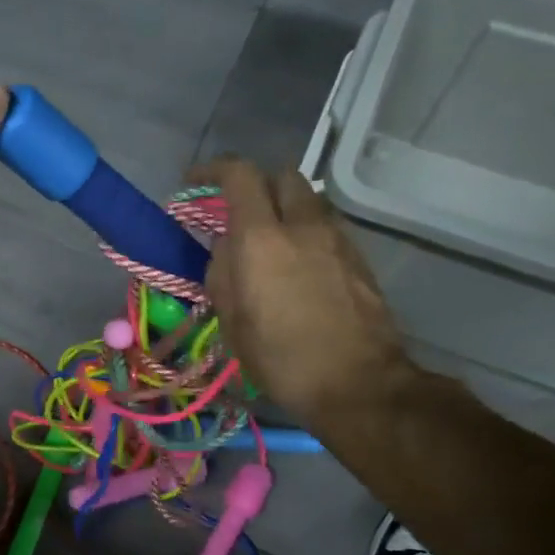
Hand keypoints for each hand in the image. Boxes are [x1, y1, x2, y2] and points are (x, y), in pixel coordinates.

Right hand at [196, 158, 420, 423]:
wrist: (359, 384)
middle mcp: (303, 226)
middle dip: (257, 185)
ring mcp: (338, 239)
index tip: (195, 182)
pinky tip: (299, 265)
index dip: (213, 170)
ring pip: (309, 200)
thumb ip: (222, 273)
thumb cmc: (282, 359)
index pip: (239, 175)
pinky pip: (327, 226)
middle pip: (282, 175)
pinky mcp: (360, 258)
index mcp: (262, 239)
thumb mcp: (232, 322)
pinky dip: (307, 231)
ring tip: (271, 241)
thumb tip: (226, 246)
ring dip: (285, 208)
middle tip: (238, 213)